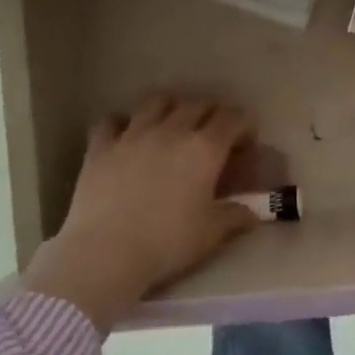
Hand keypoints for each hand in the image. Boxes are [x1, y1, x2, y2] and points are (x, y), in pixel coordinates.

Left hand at [22, 94, 258, 332]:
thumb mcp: (211, 233)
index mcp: (204, 148)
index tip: (246, 144)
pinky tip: (126, 136)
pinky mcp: (100, 147)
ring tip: (172, 125)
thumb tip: (253, 213)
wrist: (105, 253)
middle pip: (198, 104)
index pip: (233, 118)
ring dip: (170, 107)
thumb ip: (236, 216)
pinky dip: (122, 123)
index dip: (244, 125)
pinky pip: (111, 120)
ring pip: (156, 101)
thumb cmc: (167, 242)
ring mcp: (133, 135)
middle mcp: (172, 131)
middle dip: (212, 114)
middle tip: (213, 136)